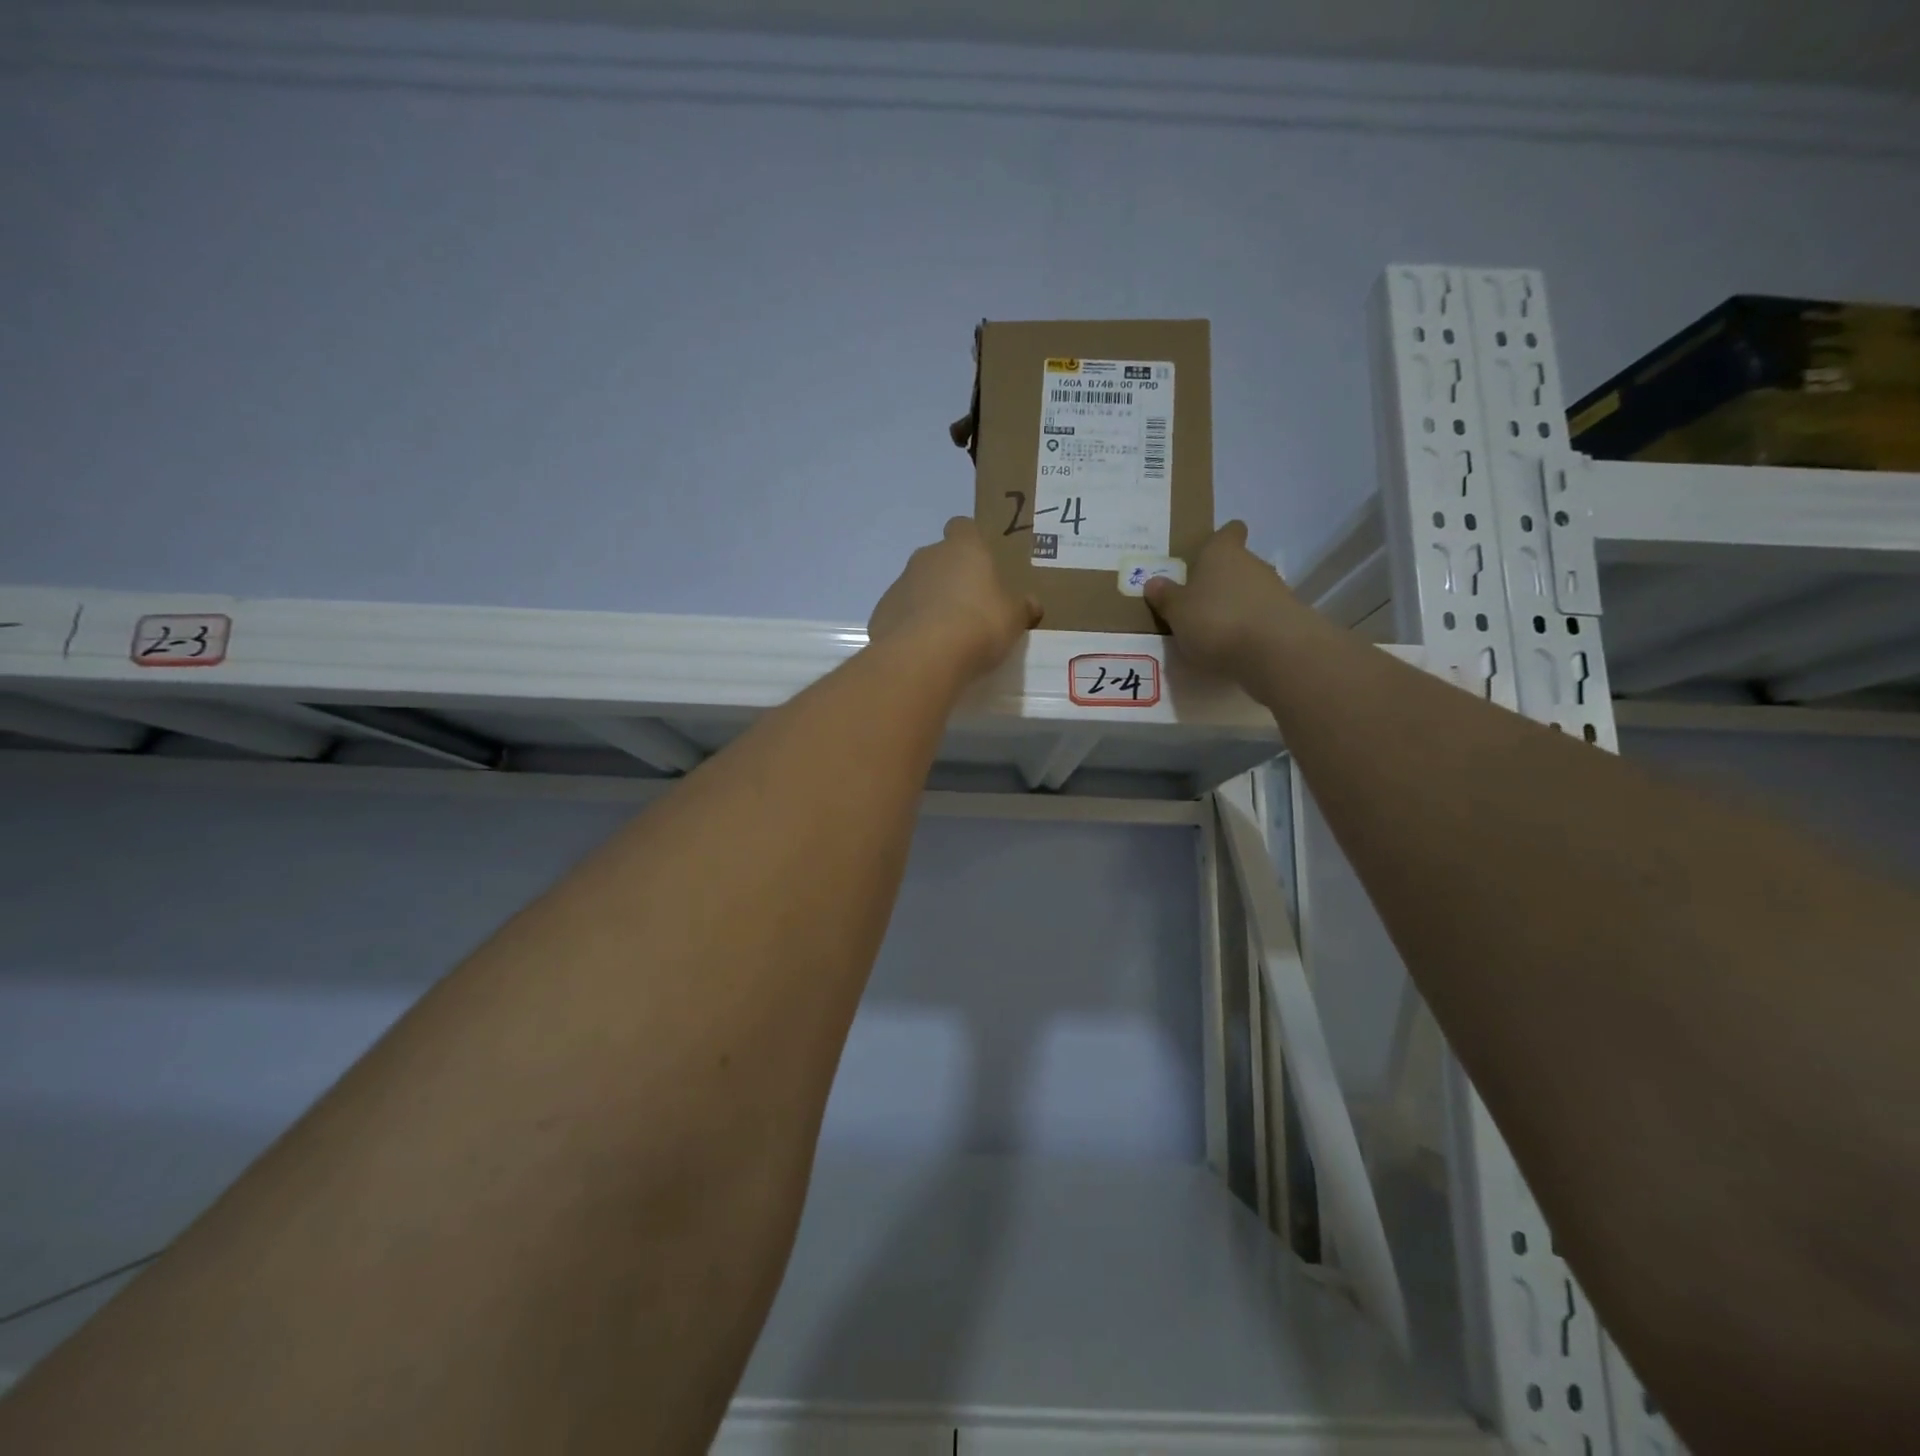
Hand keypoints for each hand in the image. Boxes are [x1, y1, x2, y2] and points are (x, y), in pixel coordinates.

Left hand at [868, 518, 1040, 676]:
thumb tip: (1032, 604)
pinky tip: (923, 651)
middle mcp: (927, 557)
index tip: (980, 564)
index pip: (963, 527)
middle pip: (939, 558)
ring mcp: (900, 583)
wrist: (924, 655)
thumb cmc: (978, 624)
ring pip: (917, 587)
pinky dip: (910, 627)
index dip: (971, 542)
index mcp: (963, 548)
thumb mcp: (1013, 618)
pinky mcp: (882, 612)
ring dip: (928, 603)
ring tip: (946, 636)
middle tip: (968, 608)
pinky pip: (900, 614)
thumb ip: (1022, 608)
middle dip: (950, 578)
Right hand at [1145, 521, 1300, 676]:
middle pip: (1238, 564)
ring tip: (1215, 632)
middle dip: (1222, 581)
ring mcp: (1276, 590)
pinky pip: (1263, 616)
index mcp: (1222, 552)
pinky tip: (1237, 648)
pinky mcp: (1289, 618)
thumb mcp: (1177, 612)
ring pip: (1252, 591)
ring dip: (1237, 606)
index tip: (1206, 555)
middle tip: (1198, 604)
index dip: (1219, 540)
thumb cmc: (1217, 620)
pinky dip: (1251, 628)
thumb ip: (1166, 597)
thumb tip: (1154, 582)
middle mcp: (1253, 563)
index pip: (1228, 532)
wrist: (1275, 651)